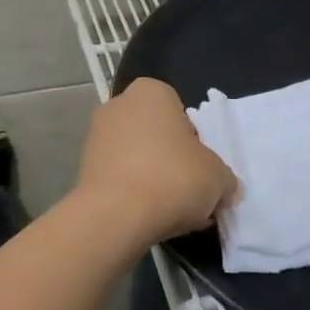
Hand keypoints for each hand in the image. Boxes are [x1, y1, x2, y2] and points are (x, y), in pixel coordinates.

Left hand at [74, 79, 237, 246]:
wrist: (116, 216)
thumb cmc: (172, 178)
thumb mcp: (218, 177)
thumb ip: (224, 178)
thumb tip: (226, 189)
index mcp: (151, 92)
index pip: (181, 111)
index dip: (195, 141)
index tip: (200, 167)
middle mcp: (119, 104)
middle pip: (157, 134)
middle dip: (173, 159)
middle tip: (189, 190)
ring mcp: (96, 135)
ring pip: (138, 157)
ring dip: (154, 179)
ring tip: (172, 212)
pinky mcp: (84, 167)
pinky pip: (120, 177)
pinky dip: (134, 193)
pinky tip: (149, 218)